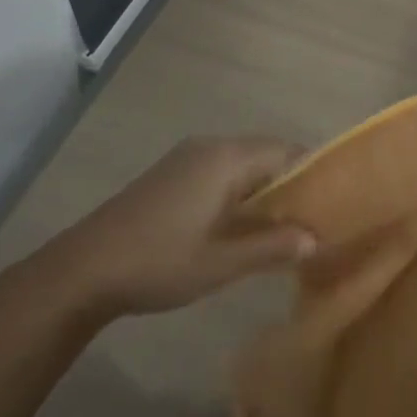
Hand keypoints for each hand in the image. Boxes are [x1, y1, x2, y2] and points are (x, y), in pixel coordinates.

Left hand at [5, 138, 315, 327]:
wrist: (82, 269)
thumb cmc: (158, 262)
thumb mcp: (222, 263)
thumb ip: (273, 247)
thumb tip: (316, 238)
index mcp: (226, 158)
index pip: (288, 151)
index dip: (314, 176)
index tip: (333, 207)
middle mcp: (210, 146)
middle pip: (267, 155)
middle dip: (292, 186)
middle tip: (314, 224)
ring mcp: (187, 158)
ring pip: (244, 165)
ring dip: (265, 192)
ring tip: (286, 230)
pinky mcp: (171, 174)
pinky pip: (222, 173)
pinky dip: (241, 194)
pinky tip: (244, 227)